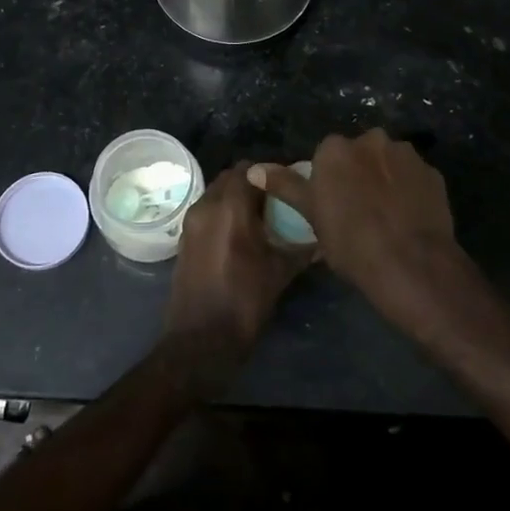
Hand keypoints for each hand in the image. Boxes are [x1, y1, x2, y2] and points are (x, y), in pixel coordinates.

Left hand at [163, 163, 312, 391]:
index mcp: (230, 207)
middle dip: (253, 183)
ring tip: (262, 217)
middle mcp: (207, 206)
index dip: (271, 172)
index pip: (250, 168)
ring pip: (217, 193)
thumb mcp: (280, 272)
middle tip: (277, 199)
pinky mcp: (184, 239)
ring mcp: (191, 222)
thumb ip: (302, 247)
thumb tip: (325, 236)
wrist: (200, 341)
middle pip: (231, 177)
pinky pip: (207, 211)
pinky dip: (223, 213)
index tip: (290, 184)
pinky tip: (242, 234)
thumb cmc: (244, 302)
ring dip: (236, 197)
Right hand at [249, 130, 476, 338]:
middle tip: (359, 208)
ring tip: (387, 214)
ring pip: (388, 162)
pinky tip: (408, 217)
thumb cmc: (351, 242)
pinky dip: (409, 189)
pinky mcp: (432, 172)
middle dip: (359, 172)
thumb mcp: (312, 216)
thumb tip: (253, 169)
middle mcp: (371, 139)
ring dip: (385, 178)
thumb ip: (285, 186)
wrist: (411, 264)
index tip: (333, 205)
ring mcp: (405, 154)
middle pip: (359, 153)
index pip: (327, 155)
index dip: (330, 180)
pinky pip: (413, 177)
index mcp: (336, 148)